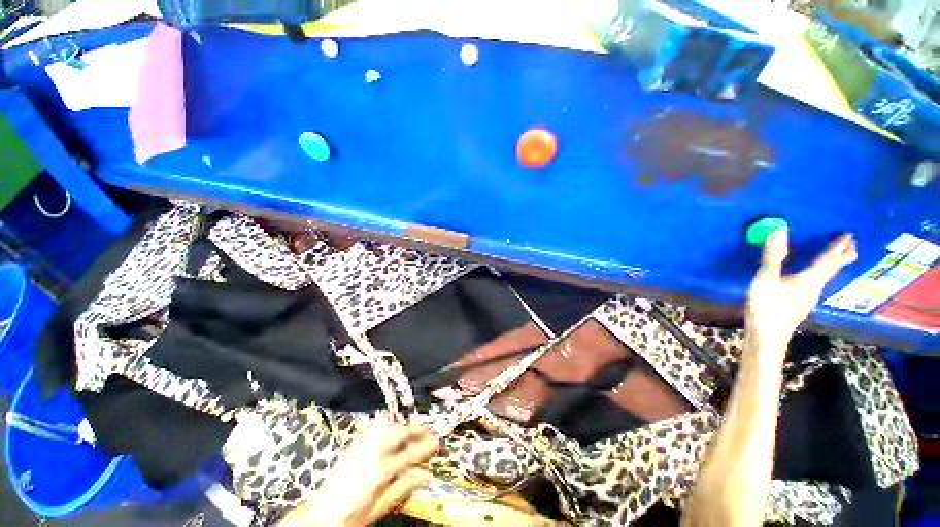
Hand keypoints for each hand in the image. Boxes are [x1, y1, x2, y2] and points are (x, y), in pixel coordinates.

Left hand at [280, 422, 438, 526]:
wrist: (321, 515)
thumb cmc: (352, 517)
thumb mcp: (379, 508)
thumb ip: (402, 490)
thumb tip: (425, 476)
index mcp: (379, 471)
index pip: (408, 454)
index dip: (424, 447)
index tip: (437, 443)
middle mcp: (371, 454)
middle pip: (398, 434)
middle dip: (415, 430)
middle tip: (428, 431)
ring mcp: (360, 447)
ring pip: (386, 428)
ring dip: (402, 426)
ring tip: (413, 429)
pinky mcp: (353, 446)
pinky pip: (373, 428)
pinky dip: (385, 425)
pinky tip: (391, 426)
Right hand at [745, 229, 856, 353]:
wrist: (766, 337)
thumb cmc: (766, 308)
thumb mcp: (765, 280)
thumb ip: (772, 257)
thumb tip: (779, 230)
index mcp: (808, 280)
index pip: (827, 260)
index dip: (837, 247)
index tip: (848, 234)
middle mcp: (813, 288)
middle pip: (831, 270)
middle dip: (842, 257)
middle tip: (853, 245)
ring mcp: (807, 298)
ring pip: (826, 277)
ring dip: (833, 265)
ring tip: (839, 258)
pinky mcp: (799, 304)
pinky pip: (816, 283)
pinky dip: (822, 274)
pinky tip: (815, 278)